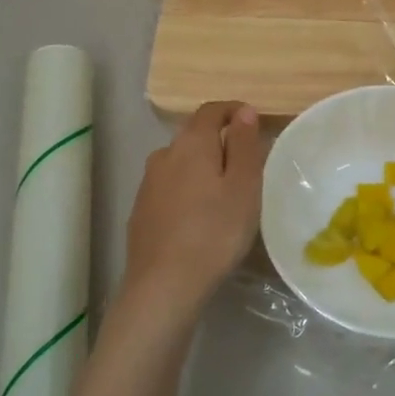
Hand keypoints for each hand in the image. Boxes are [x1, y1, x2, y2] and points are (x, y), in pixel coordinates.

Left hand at [118, 101, 266, 330]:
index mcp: (191, 143)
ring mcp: (148, 183)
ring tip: (224, 195)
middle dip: (220, 142)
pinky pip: (169, 188)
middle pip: (194, 136)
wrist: (164, 285)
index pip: (211, 110)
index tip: (254, 123)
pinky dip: (187, 192)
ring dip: (202, 169)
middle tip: (246, 166)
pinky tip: (198, 218)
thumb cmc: (214, 232)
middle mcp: (164, 155)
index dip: (233, 111)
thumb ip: (244, 144)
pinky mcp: (141, 211)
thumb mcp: (244, 186)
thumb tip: (244, 111)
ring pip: (180, 164)